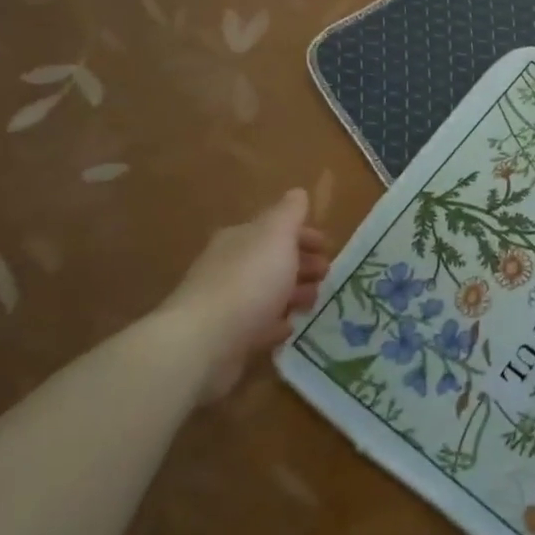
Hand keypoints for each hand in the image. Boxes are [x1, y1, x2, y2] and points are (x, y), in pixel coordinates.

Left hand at [157, 189, 330, 399]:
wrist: (205, 342)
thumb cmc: (249, 281)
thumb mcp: (276, 236)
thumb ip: (289, 213)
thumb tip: (297, 192)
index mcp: (240, 238)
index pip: (276, 228)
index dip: (304, 234)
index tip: (328, 246)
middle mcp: (230, 266)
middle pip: (272, 260)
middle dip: (302, 264)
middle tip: (327, 275)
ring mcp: (227, 302)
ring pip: (268, 292)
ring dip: (293, 293)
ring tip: (314, 302)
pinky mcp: (227, 336)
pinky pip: (258, 324)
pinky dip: (276, 322)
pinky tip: (290, 327)